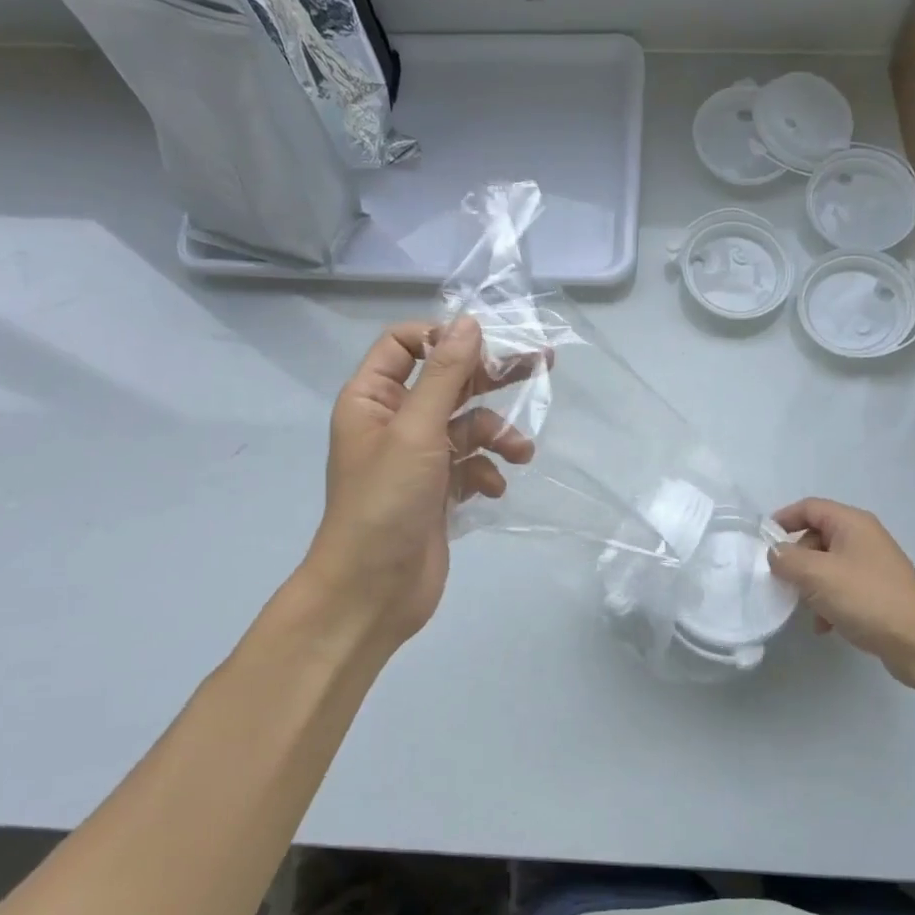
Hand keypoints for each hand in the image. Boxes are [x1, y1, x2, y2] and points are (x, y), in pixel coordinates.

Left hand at [280, 317, 532, 660]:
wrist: (373, 592)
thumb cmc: (386, 502)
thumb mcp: (416, 430)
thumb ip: (444, 375)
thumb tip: (469, 322)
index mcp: (372, 398)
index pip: (404, 343)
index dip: (444, 337)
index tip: (487, 344)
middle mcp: (394, 421)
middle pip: (447, 381)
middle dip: (491, 377)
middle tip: (542, 363)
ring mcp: (418, 458)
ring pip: (467, 426)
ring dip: (497, 435)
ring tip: (521, 453)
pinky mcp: (438, 491)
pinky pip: (471, 464)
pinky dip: (487, 472)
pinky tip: (493, 489)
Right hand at [767, 498, 914, 688]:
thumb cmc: (867, 599)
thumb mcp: (818, 575)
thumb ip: (787, 560)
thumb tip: (775, 553)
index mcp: (852, 523)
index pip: (809, 507)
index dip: (783, 519)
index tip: (761, 541)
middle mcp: (864, 538)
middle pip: (816, 537)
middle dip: (796, 559)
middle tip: (783, 581)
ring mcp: (872, 566)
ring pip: (827, 565)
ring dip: (810, 585)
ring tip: (804, 608)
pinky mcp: (877, 592)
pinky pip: (841, 587)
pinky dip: (827, 602)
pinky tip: (824, 626)